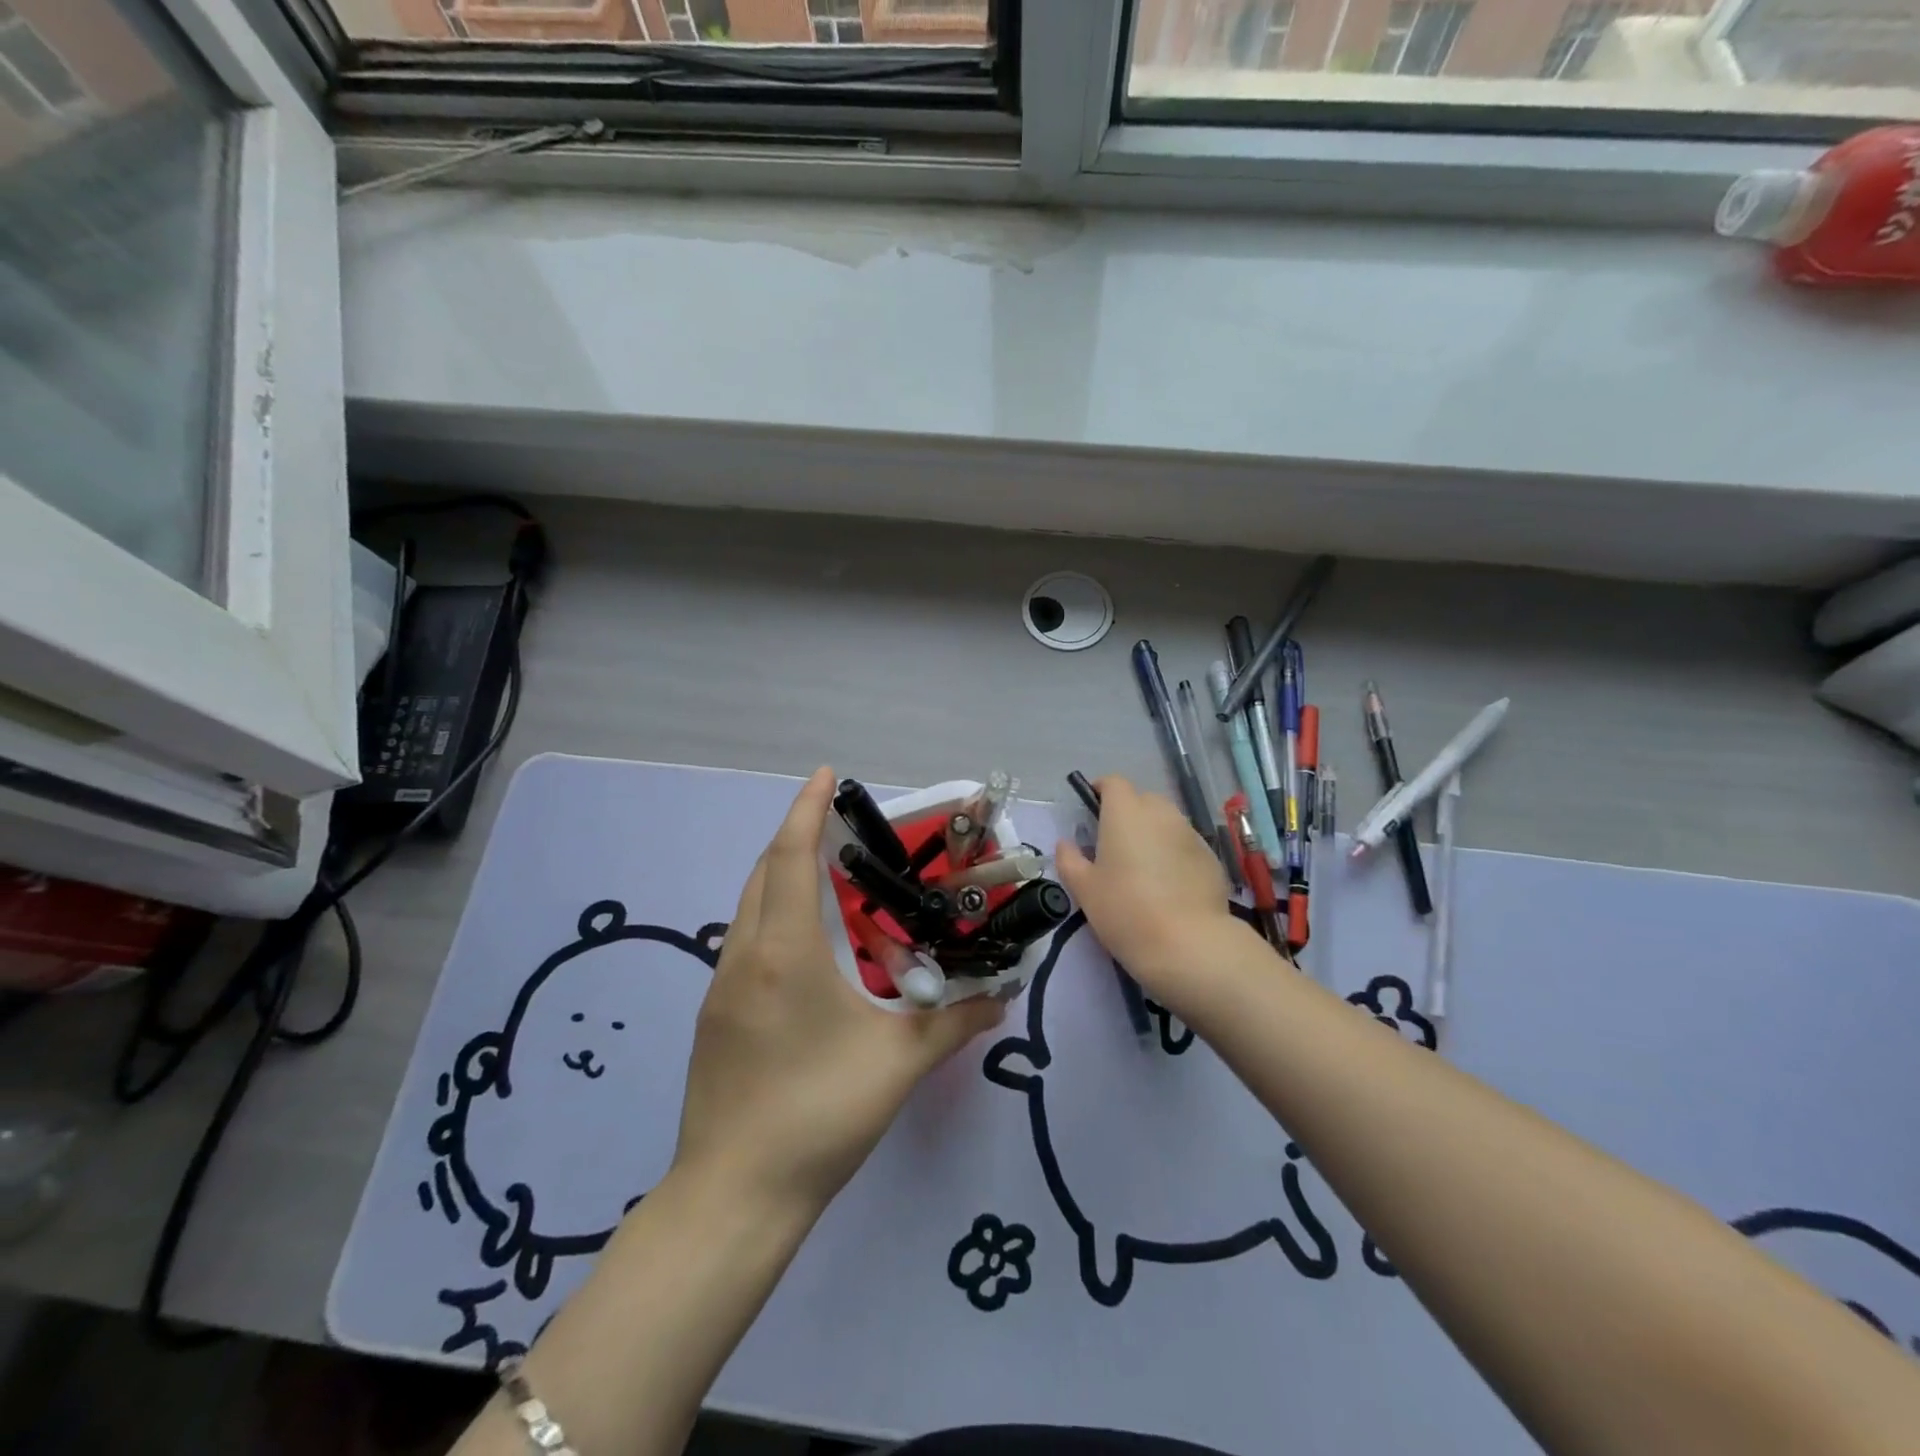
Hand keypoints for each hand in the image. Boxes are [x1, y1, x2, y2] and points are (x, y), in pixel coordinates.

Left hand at [672, 768, 1004, 1218]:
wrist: (734, 1197)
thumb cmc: (818, 1117)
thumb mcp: (898, 1064)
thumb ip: (955, 1022)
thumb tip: (1002, 996)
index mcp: (784, 953)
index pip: (791, 858)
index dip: (806, 809)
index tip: (825, 774)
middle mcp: (744, 956)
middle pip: (764, 873)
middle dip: (798, 836)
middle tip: (842, 828)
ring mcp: (721, 986)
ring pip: (750, 907)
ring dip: (783, 877)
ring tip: (831, 878)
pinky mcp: (716, 1015)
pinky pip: (745, 940)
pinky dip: (774, 916)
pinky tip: (808, 946)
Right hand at [1054, 776, 1249, 1009]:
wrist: (1188, 944)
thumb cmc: (1125, 910)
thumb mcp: (1084, 889)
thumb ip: (1070, 860)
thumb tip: (1066, 844)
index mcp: (1126, 812)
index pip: (1113, 782)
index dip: (1101, 791)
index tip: (1092, 809)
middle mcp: (1161, 813)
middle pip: (1142, 799)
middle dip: (1128, 813)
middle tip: (1114, 844)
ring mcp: (1191, 834)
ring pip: (1167, 822)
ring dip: (1152, 833)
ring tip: (1143, 867)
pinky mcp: (1212, 858)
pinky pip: (1185, 845)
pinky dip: (1174, 855)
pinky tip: (1169, 886)